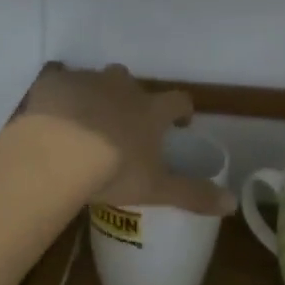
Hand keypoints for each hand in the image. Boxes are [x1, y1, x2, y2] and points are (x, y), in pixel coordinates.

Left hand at [19, 64, 234, 215]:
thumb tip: (232, 204)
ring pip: (96, 80)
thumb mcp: (156, 189)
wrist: (54, 154)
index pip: (178, 100)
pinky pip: (60, 83)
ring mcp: (87, 81)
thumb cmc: (112, 171)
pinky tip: (52, 117)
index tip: (179, 122)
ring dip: (95, 95)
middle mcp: (122, 87)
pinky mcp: (54, 83)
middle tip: (124, 124)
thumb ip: (193, 194)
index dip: (181, 110)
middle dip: (131, 98)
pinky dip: (60, 97)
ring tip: (85, 122)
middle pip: (132, 83)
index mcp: (151, 110)